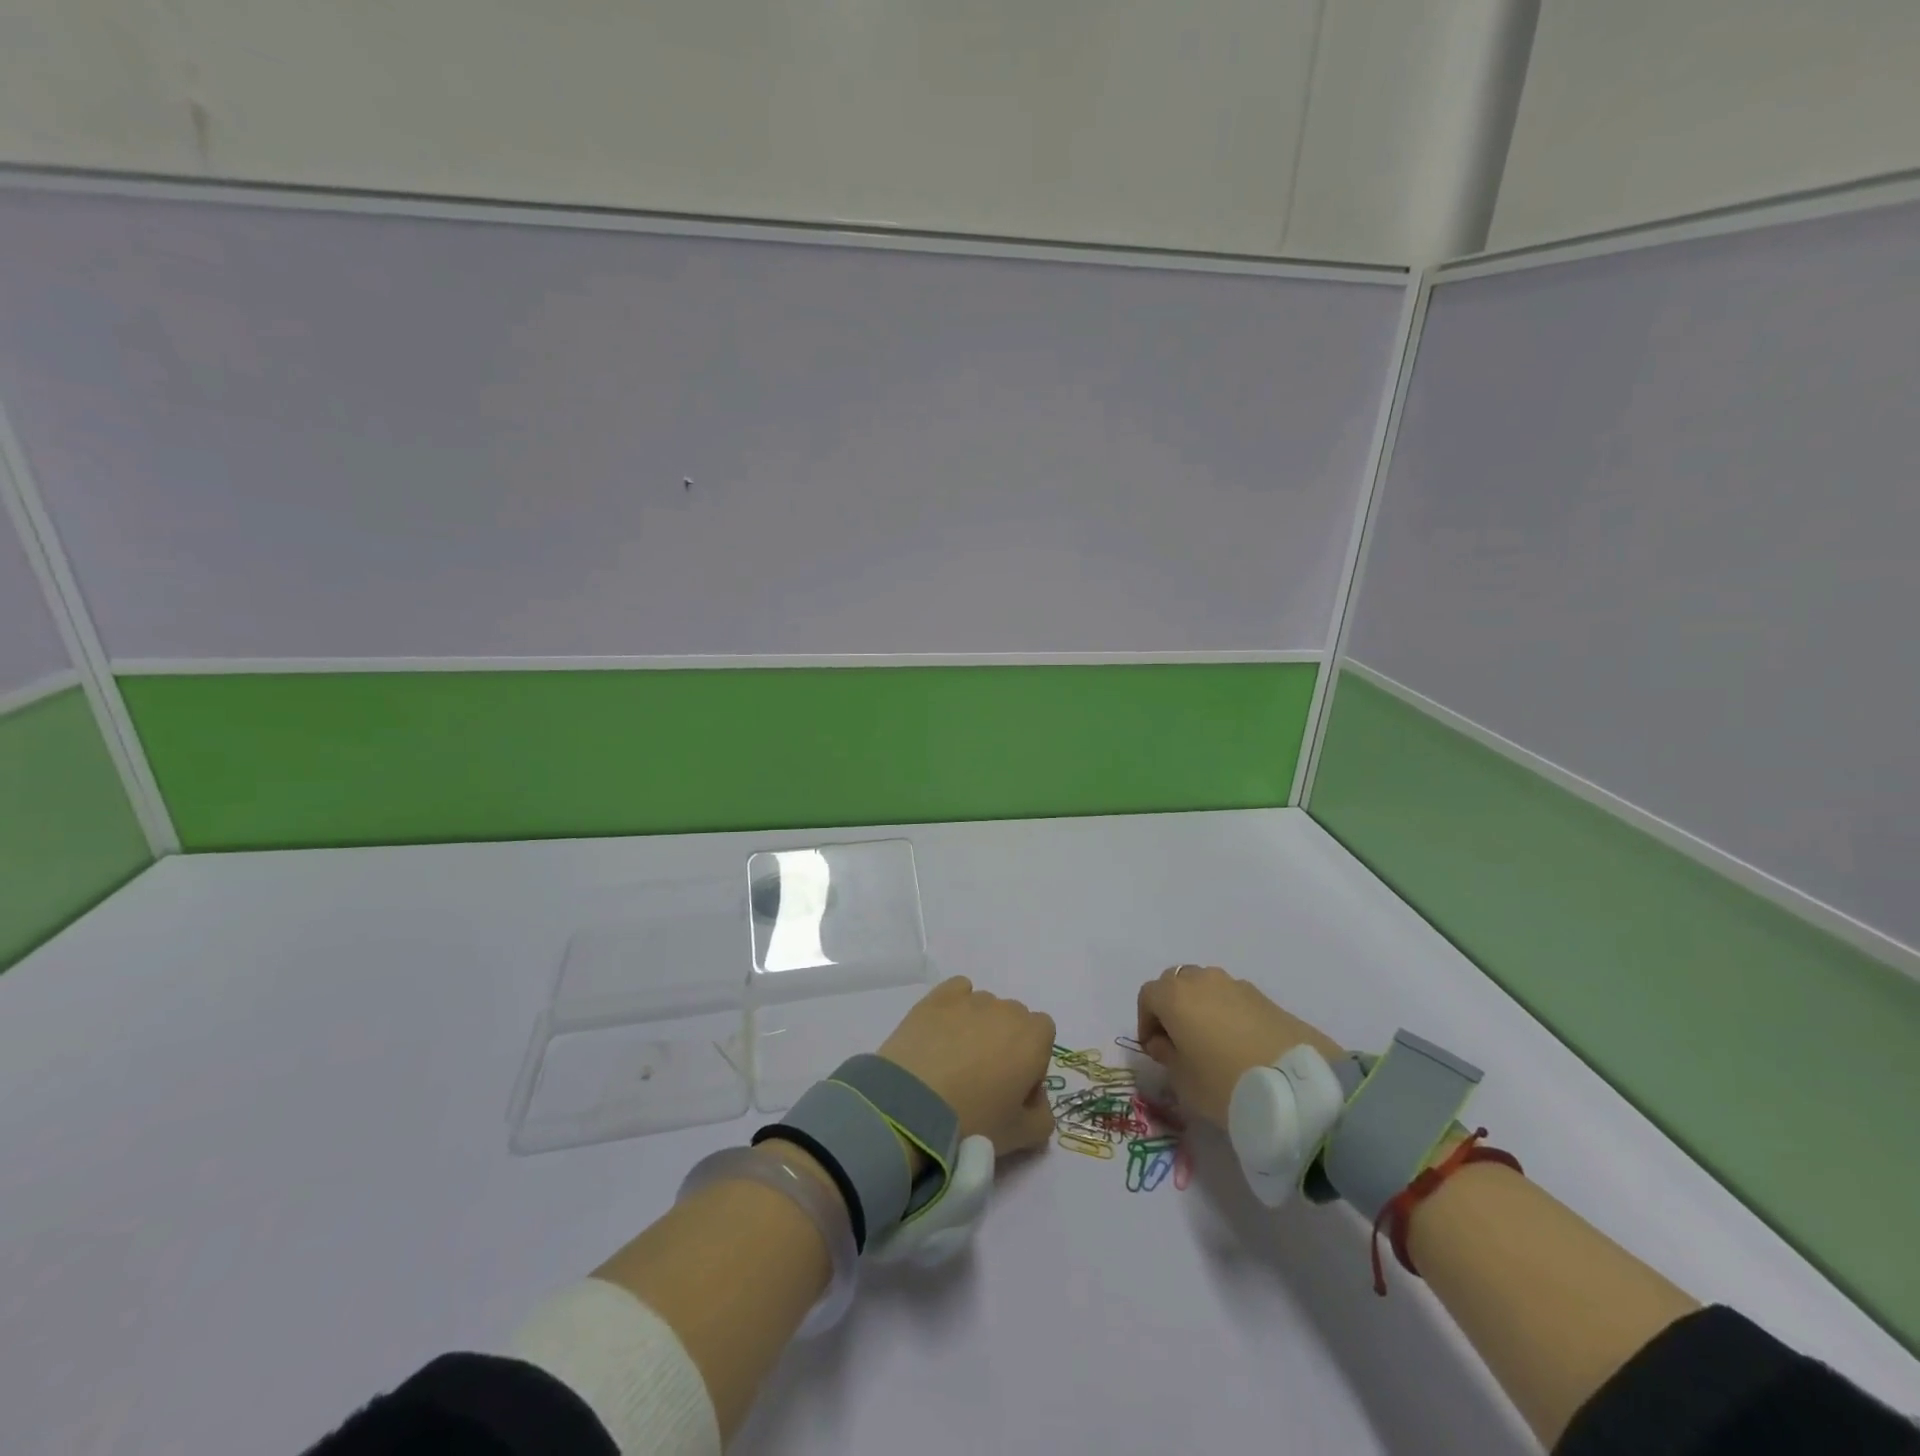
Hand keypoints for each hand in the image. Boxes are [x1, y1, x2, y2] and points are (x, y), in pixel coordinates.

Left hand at [878, 976, 1055, 1154]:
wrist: (912, 1105)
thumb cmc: (974, 1120)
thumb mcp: (1021, 1135)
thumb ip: (1042, 1117)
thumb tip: (1036, 1101)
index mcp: (1033, 1037)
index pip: (1043, 1034)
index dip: (1032, 1059)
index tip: (1014, 1087)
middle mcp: (1006, 1009)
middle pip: (1013, 1019)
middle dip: (1005, 1042)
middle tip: (983, 1078)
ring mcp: (971, 999)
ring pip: (985, 1007)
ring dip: (979, 1026)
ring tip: (954, 1060)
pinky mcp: (938, 997)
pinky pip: (958, 990)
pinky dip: (956, 1006)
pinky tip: (942, 1032)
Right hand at [1136, 964, 1343, 1127]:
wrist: (1296, 1086)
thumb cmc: (1225, 1083)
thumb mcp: (1184, 1081)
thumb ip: (1166, 1055)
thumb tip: (1163, 1041)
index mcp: (1175, 995)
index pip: (1147, 996)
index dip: (1146, 1021)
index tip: (1155, 1049)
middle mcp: (1202, 980)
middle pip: (1175, 984)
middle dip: (1171, 1008)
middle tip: (1180, 1042)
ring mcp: (1235, 984)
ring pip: (1206, 987)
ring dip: (1200, 1007)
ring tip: (1211, 1042)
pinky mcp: (1264, 996)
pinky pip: (1232, 998)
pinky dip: (1227, 1012)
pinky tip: (1238, 1043)